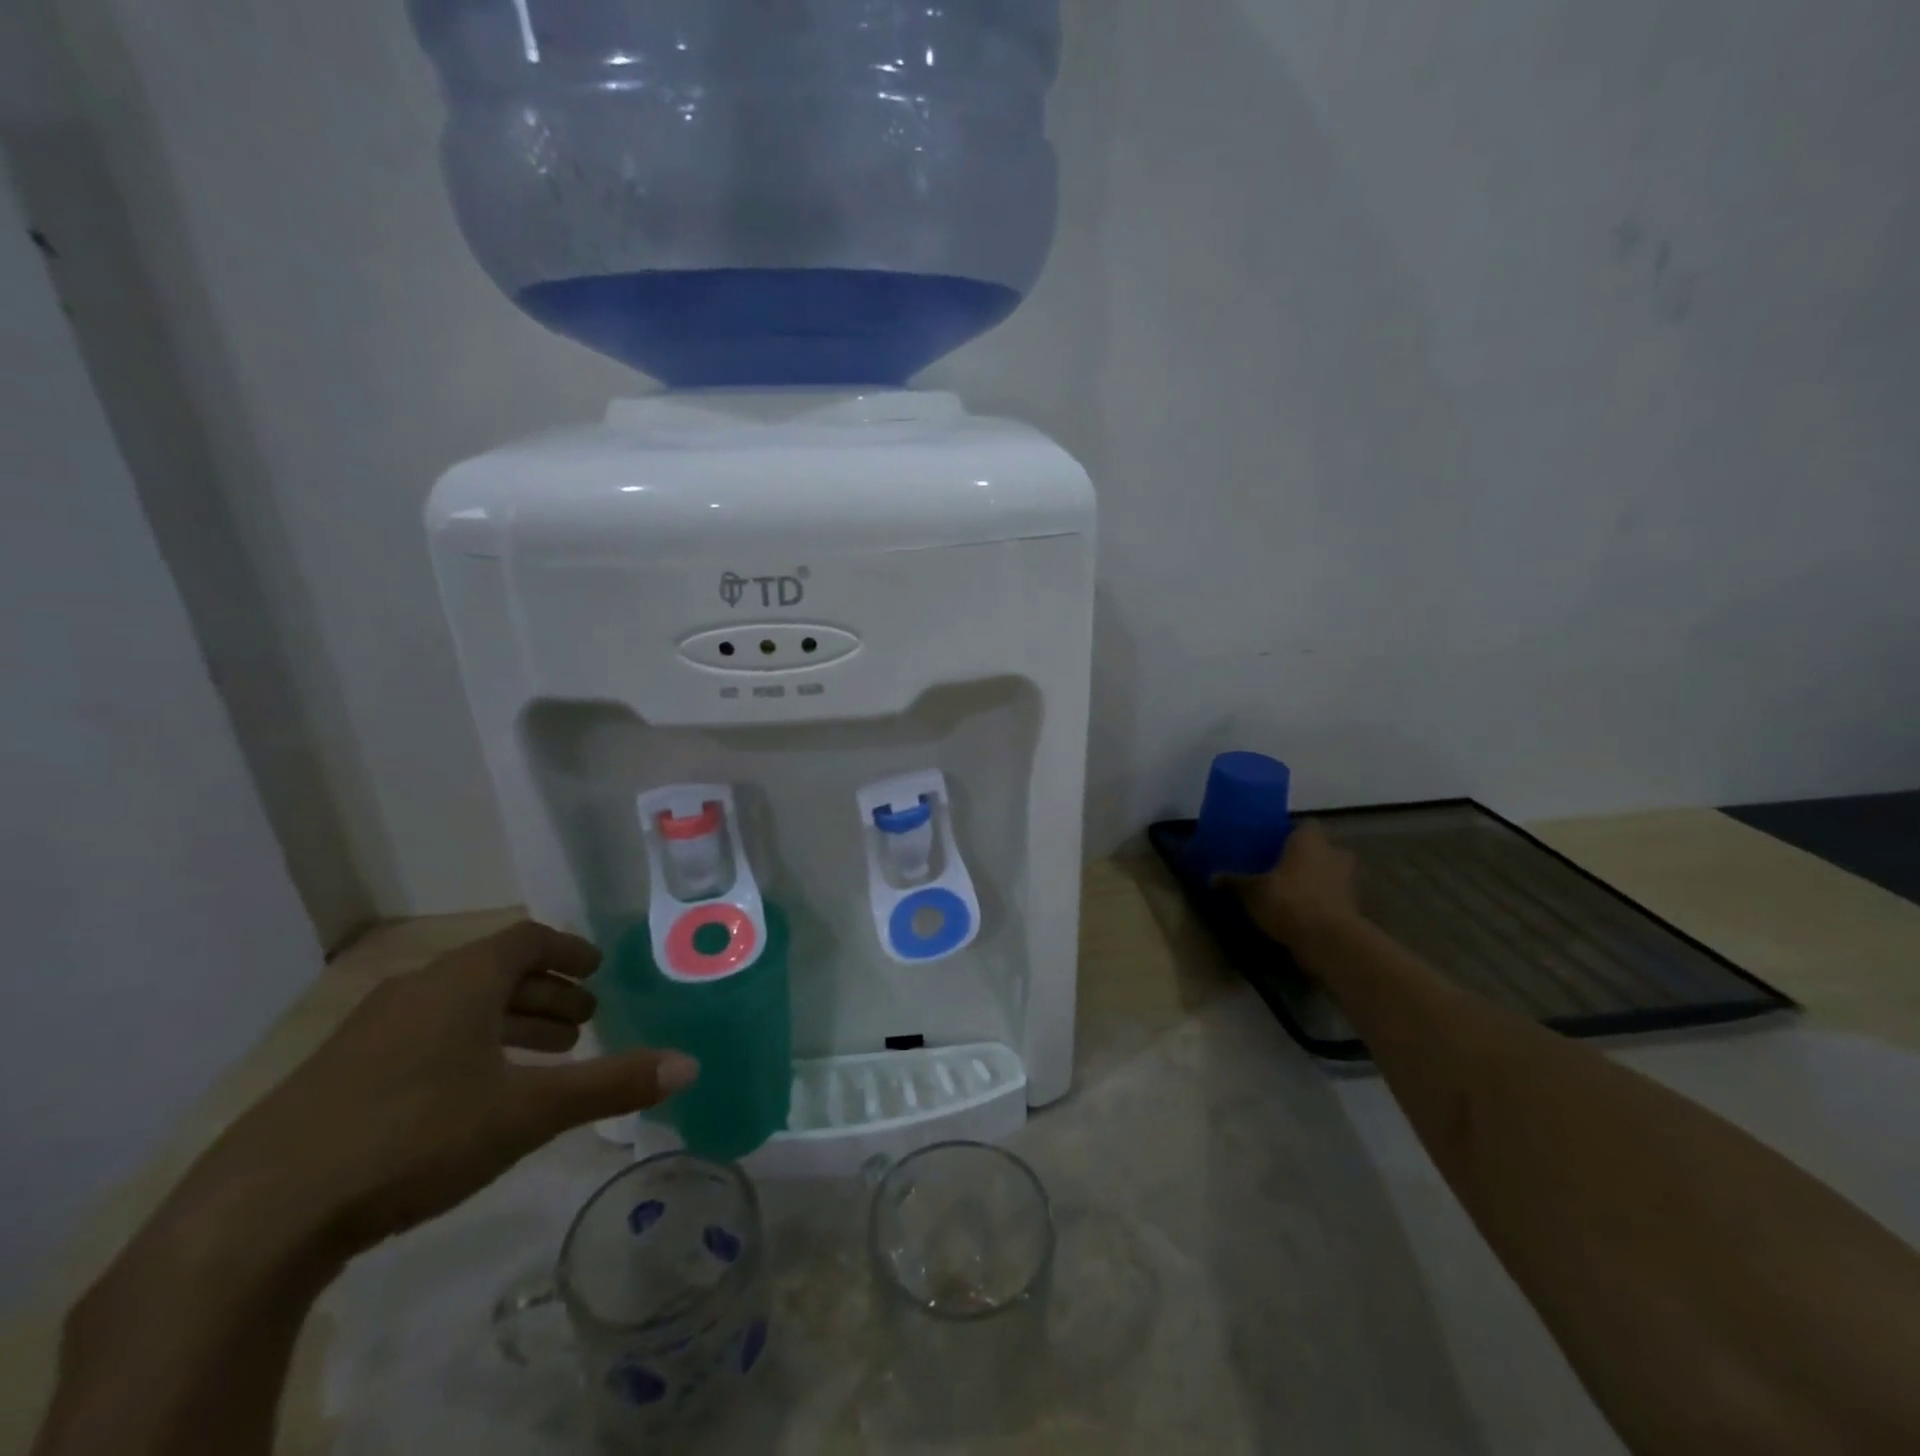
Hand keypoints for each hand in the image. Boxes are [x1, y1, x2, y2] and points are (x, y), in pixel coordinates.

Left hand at [175, 921, 697, 1260]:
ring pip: (457, 1007)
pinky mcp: (336, 1076)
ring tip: (542, 1058)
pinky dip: (466, 1047)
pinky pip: (423, 1037)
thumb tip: (690, 1064)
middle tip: (583, 1022)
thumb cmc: (415, 1136)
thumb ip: (612, 1084)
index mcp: (461, 980)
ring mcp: (367, 1032)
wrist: (255, 1218)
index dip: (568, 950)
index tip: (598, 968)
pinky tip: (475, 1095)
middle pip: (494, 971)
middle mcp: (415, 990)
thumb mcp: (528, 1111)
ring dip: (508, 1023)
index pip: (526, 939)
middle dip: (546, 992)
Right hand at [1222, 822, 1360, 946]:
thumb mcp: (1252, 891)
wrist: (1328, 940)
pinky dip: (1322, 902)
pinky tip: (1302, 913)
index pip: (1304, 825)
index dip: (1291, 833)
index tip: (1275, 842)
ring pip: (1330, 873)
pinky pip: (1333, 897)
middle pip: (1321, 849)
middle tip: (1283, 867)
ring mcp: (1347, 881)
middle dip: (1307, 857)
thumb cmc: (1288, 900)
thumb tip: (1212, 878)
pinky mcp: (1353, 908)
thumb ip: (1234, 882)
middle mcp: (1333, 854)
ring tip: (1291, 892)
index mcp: (1309, 841)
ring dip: (1316, 880)